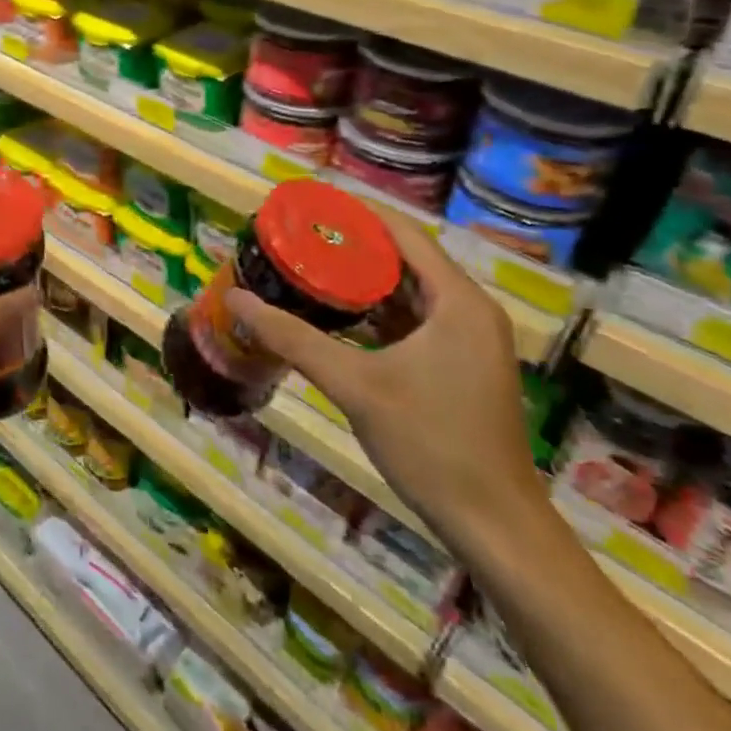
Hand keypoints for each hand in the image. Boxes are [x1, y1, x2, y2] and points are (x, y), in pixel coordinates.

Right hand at [226, 209, 544, 552]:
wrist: (494, 526)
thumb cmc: (431, 444)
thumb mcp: (354, 385)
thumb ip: (293, 338)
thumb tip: (236, 299)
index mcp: (457, 301)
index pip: (404, 234)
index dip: (356, 214)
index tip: (309, 204)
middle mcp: (468, 310)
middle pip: (405, 259)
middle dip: (352, 245)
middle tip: (298, 236)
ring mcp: (468, 341)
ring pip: (408, 292)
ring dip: (362, 280)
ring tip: (308, 265)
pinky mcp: (460, 366)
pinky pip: (413, 320)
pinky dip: (376, 312)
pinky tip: (335, 314)